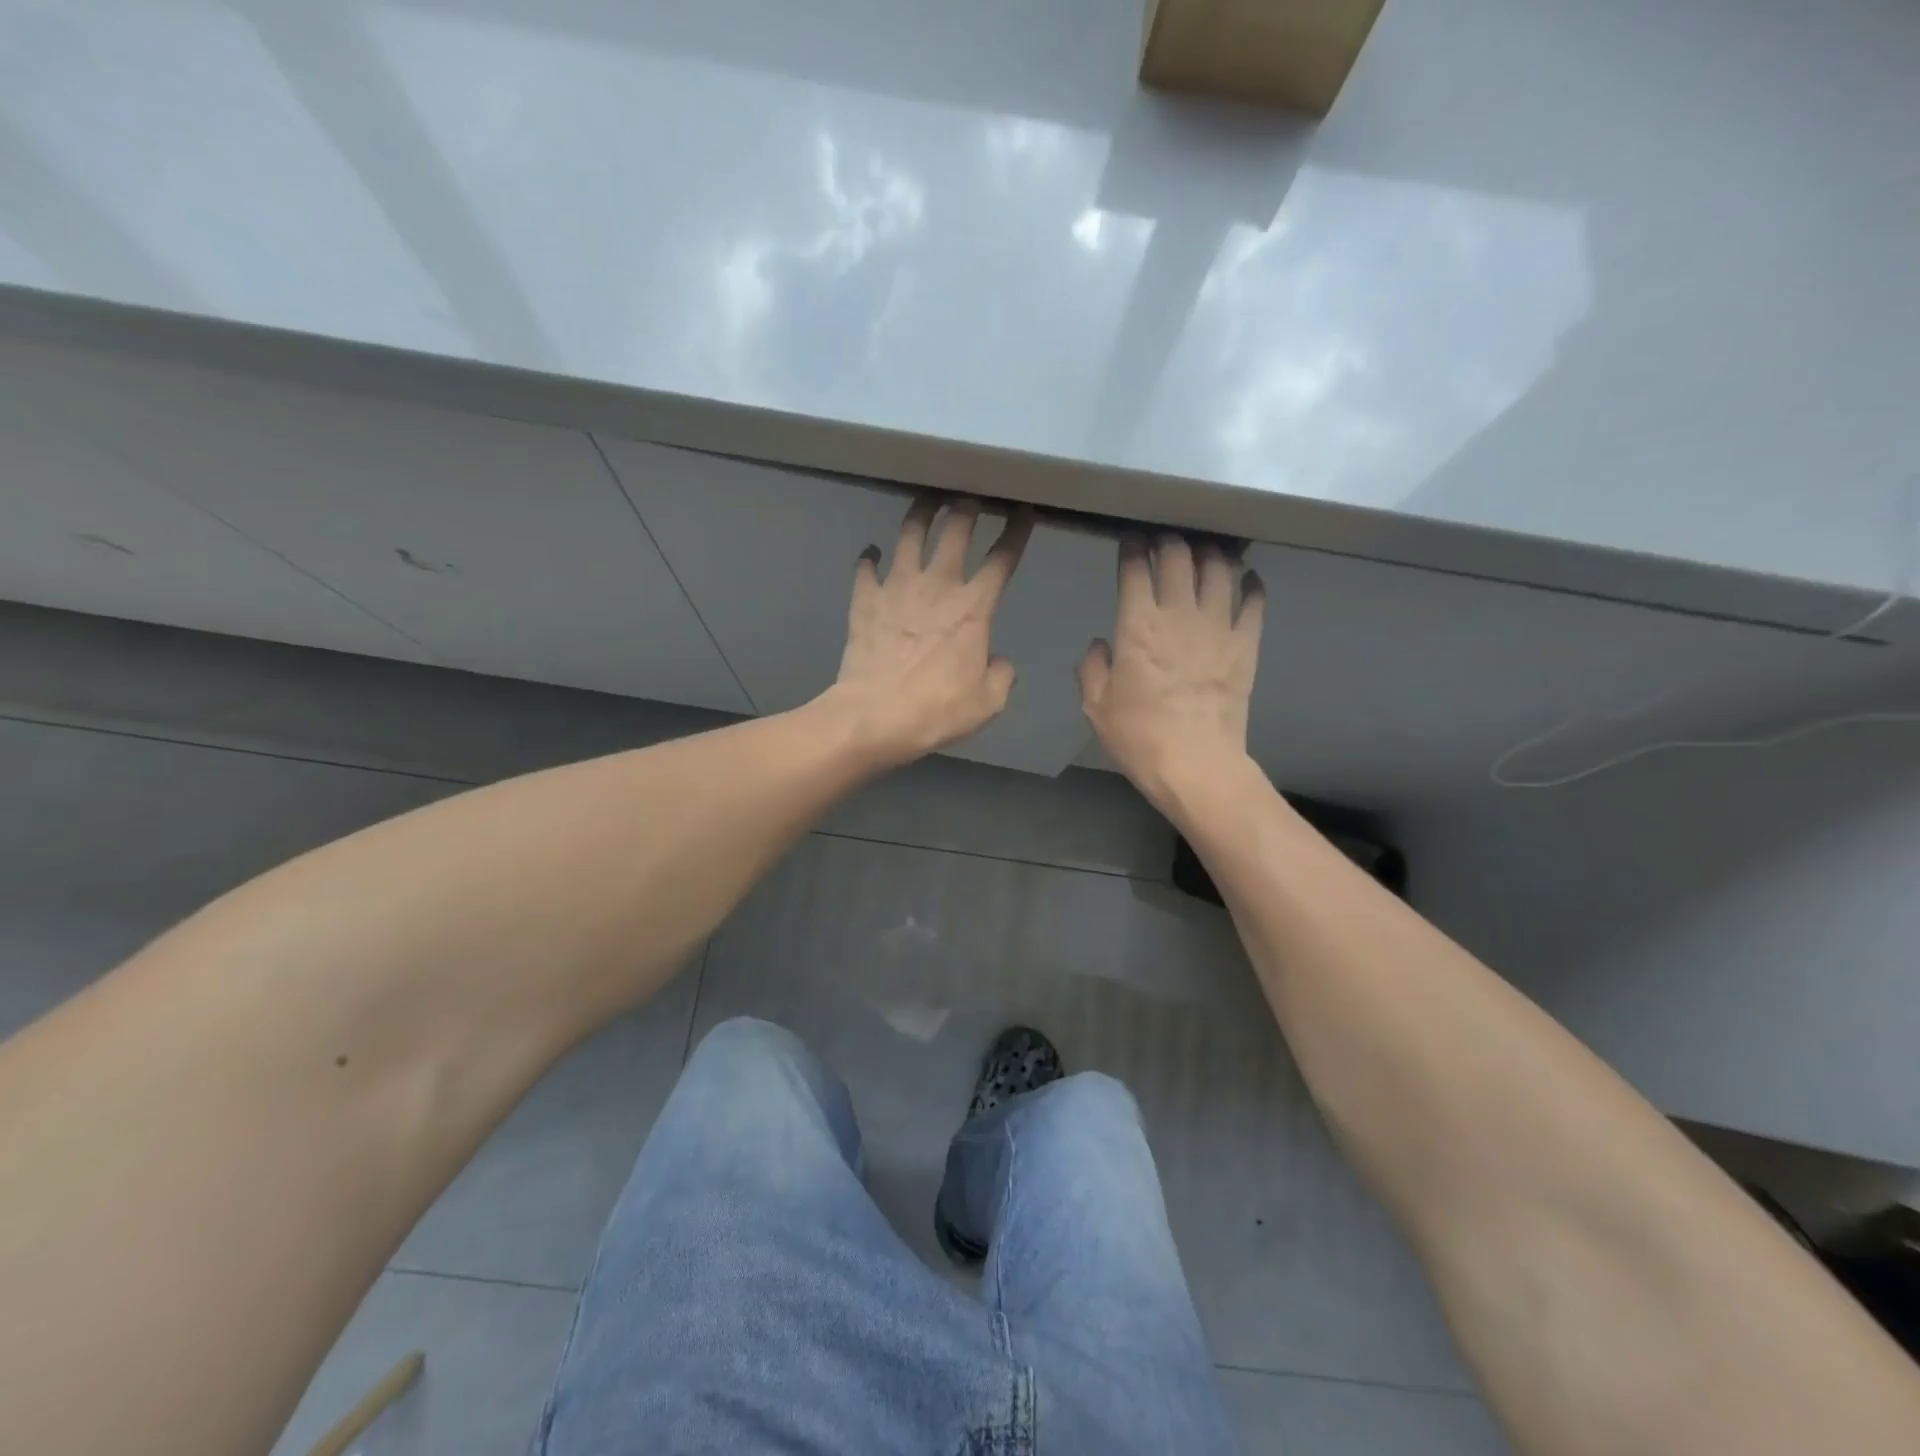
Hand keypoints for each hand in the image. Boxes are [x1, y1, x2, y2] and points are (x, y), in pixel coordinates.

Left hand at [828, 495, 1032, 766]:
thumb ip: (1001, 675)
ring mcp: (896, 588)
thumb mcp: (987, 702)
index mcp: (973, 608)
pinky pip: (866, 568)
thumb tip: (998, 660)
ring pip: (910, 534)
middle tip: (971, 496)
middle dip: (967, 506)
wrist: (874, 716)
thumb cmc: (936, 710)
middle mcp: (937, 585)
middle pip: (955, 530)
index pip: (1002, 558)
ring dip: (921, 513)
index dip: (1016, 531)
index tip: (1023, 511)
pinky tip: (871, 553)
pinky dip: (869, 558)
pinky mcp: (865, 600)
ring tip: (927, 502)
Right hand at [1078, 534, 1264, 809]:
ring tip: (1205, 551)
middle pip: (1179, 556)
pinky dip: (1251, 583)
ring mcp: (1218, 626)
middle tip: (1166, 542)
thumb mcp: (1097, 707)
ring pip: (1220, 568)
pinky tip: (1246, 579)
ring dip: (1211, 553)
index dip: (1132, 547)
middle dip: (1170, 541)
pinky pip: (1254, 600)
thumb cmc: (1139, 736)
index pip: (1136, 567)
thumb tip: (1101, 644)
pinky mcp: (1246, 643)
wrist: (1196, 764)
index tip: (1130, 540)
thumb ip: (1093, 668)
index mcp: (1137, 625)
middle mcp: (1179, 614)